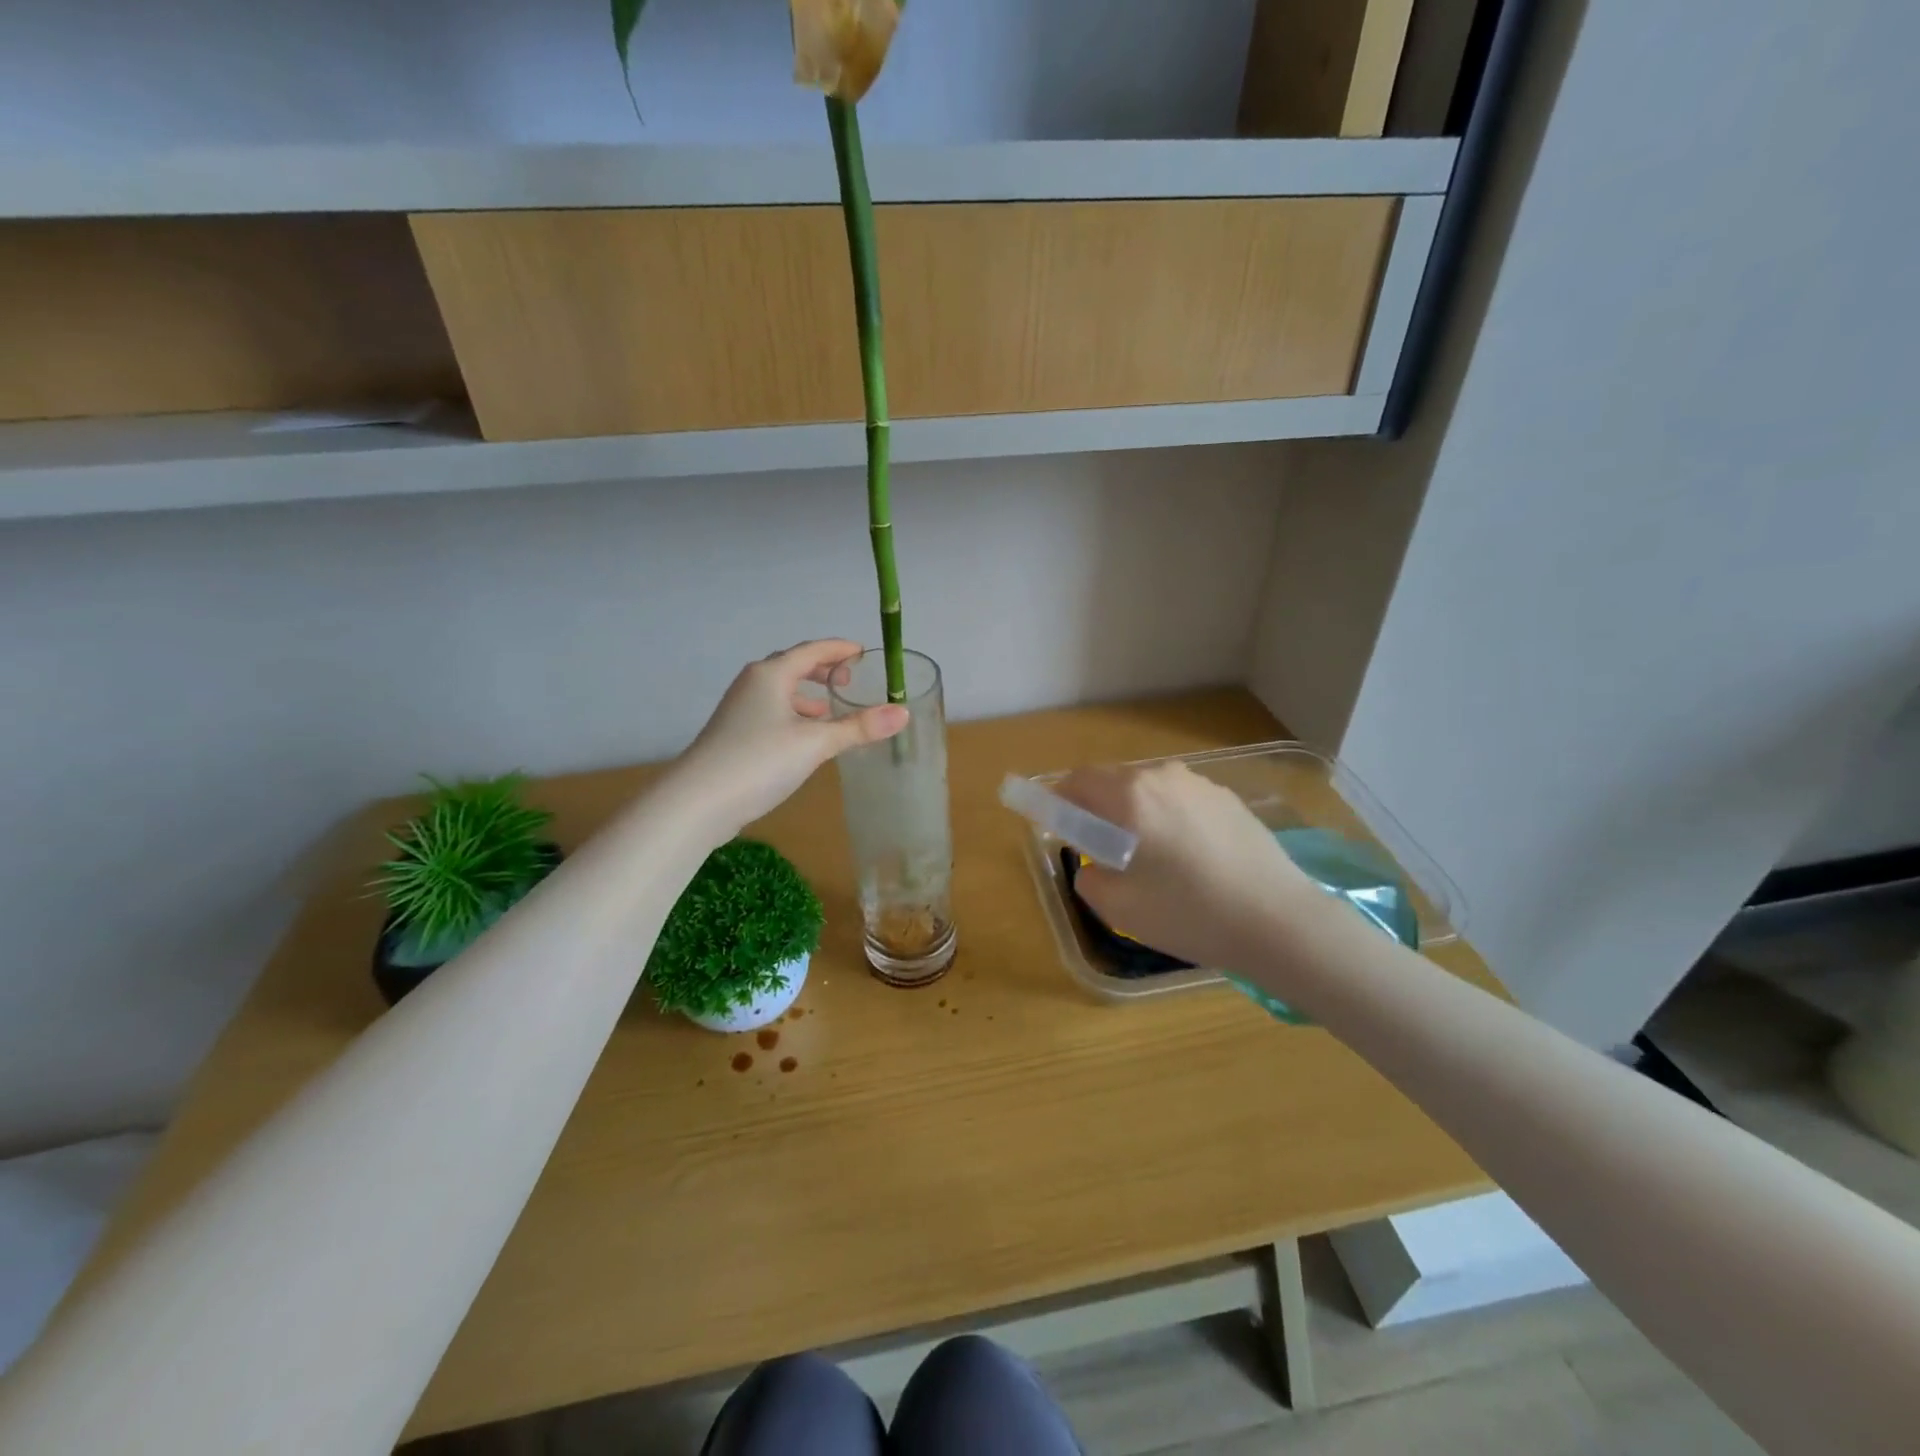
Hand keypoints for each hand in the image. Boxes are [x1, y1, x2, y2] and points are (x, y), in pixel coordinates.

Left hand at [673, 640, 907, 838]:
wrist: (698, 801)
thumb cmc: (760, 761)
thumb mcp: (816, 743)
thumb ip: (859, 727)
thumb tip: (903, 712)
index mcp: (772, 674)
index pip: (812, 650)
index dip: (840, 649)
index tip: (864, 653)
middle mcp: (753, 683)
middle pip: (793, 666)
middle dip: (823, 669)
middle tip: (849, 680)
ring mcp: (740, 709)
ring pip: (780, 691)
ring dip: (807, 695)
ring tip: (830, 709)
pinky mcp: (734, 733)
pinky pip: (772, 711)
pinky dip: (793, 714)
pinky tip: (803, 738)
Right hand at [1055, 762, 1322, 973]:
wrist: (1279, 920)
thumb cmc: (1190, 913)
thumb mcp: (1120, 908)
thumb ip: (1089, 878)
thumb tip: (1093, 865)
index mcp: (1129, 795)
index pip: (1077, 780)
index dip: (1059, 800)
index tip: (1057, 825)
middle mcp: (1163, 777)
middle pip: (1113, 781)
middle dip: (1096, 807)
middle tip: (1099, 847)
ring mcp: (1200, 785)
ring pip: (1149, 789)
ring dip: (1134, 811)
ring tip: (1147, 855)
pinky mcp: (1228, 799)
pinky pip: (1180, 800)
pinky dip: (1168, 817)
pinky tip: (1186, 857)